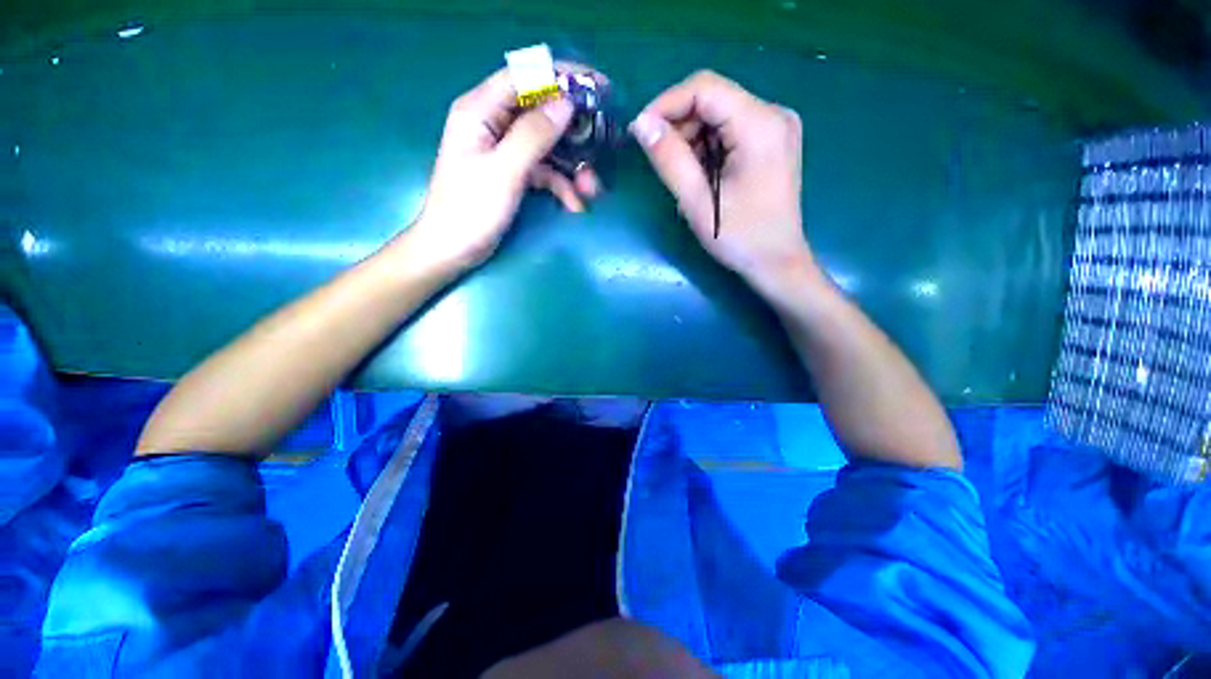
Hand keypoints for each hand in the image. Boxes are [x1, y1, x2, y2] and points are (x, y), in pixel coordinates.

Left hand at [407, 66, 602, 270]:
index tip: (598, 86)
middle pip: (541, 112)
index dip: (562, 76)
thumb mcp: (503, 171)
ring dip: (572, 166)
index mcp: (480, 111)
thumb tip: (566, 103)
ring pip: (547, 146)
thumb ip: (533, 135)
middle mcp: (492, 123)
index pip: (525, 76)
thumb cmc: (470, 210)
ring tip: (591, 190)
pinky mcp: (512, 173)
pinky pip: (544, 171)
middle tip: (604, 142)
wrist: (452, 250)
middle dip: (574, 132)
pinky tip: (574, 205)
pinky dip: (561, 186)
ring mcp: (504, 150)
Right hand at [631, 71, 815, 295]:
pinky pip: (731, 129)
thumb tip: (641, 124)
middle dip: (679, 125)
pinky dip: (708, 147)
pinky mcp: (773, 140)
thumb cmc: (740, 239)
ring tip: (684, 177)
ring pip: (719, 114)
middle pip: (713, 99)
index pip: (705, 88)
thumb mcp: (697, 203)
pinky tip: (702, 175)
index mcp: (761, 125)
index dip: (666, 104)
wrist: (777, 262)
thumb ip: (669, 160)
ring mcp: (777, 126)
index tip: (641, 132)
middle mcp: (774, 114)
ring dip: (692, 139)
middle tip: (661, 162)